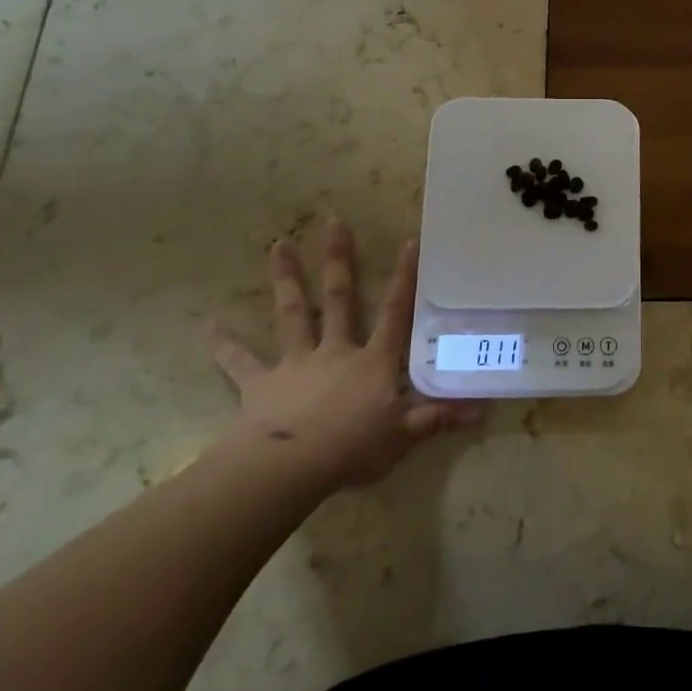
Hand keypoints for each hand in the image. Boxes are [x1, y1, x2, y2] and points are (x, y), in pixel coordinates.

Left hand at [208, 219, 482, 493]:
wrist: (288, 468)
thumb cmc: (352, 447)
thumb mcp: (404, 435)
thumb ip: (439, 418)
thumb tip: (484, 410)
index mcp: (372, 360)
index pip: (394, 312)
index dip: (404, 277)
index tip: (408, 241)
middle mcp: (335, 350)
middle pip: (339, 298)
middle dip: (338, 260)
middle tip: (333, 222)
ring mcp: (295, 363)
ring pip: (293, 313)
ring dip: (286, 278)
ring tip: (277, 244)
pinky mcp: (260, 385)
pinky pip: (240, 362)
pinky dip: (225, 345)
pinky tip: (208, 326)